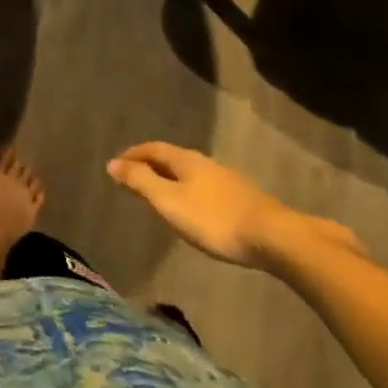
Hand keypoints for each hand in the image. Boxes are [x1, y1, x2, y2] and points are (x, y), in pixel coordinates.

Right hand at [108, 143, 353, 269]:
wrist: (275, 238)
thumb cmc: (214, 219)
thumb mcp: (169, 202)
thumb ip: (141, 182)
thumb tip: (113, 163)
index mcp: (185, 160)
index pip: (152, 149)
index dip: (133, 155)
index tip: (116, 164)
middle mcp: (205, 163)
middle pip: (171, 158)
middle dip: (151, 165)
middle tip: (134, 178)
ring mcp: (226, 180)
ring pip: (190, 173)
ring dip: (170, 179)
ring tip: (160, 194)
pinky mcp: (242, 199)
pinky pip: (204, 187)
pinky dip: (188, 191)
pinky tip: (193, 208)